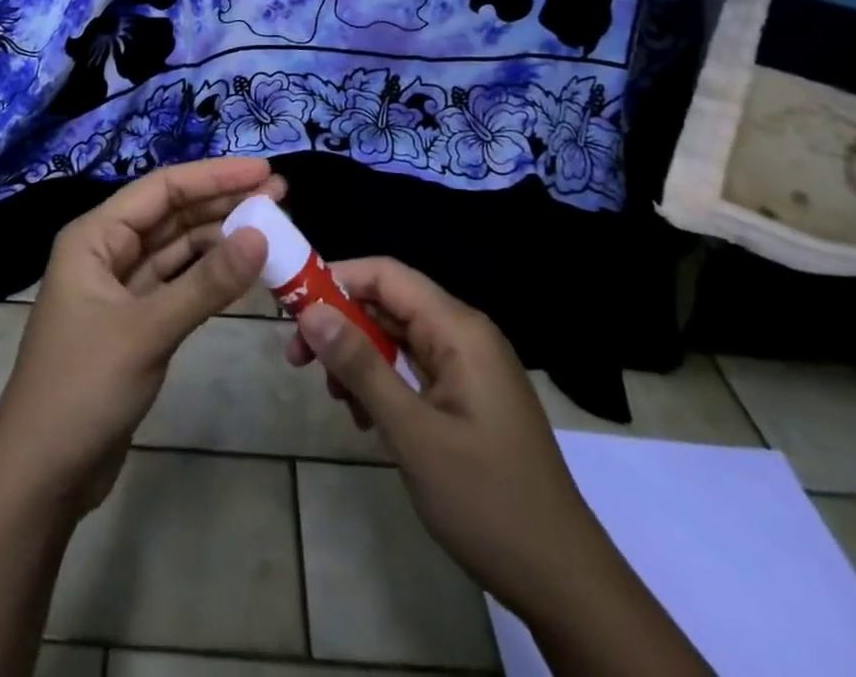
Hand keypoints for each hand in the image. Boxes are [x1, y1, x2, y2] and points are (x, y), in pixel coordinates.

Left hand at [0, 157, 276, 516]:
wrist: (41, 478)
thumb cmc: (82, 389)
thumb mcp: (147, 331)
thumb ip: (206, 284)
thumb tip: (261, 235)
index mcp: (94, 237)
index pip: (162, 189)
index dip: (214, 176)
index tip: (264, 170)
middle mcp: (106, 252)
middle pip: (172, 214)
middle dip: (223, 203)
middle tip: (280, 195)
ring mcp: (121, 288)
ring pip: (178, 249)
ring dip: (221, 238)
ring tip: (272, 226)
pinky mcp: (135, 323)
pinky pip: (179, 284)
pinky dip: (210, 276)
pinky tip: (245, 269)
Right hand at [284, 257, 596, 604]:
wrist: (563, 579)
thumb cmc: (487, 500)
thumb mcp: (412, 433)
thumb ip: (361, 366)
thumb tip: (310, 311)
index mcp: (458, 329)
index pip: (386, 275)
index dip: (336, 279)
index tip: (293, 306)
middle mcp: (465, 334)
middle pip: (389, 304)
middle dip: (341, 324)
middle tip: (298, 358)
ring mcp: (469, 366)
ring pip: (397, 337)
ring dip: (359, 358)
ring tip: (334, 398)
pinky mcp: (468, 395)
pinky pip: (414, 368)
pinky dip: (383, 382)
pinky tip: (366, 418)